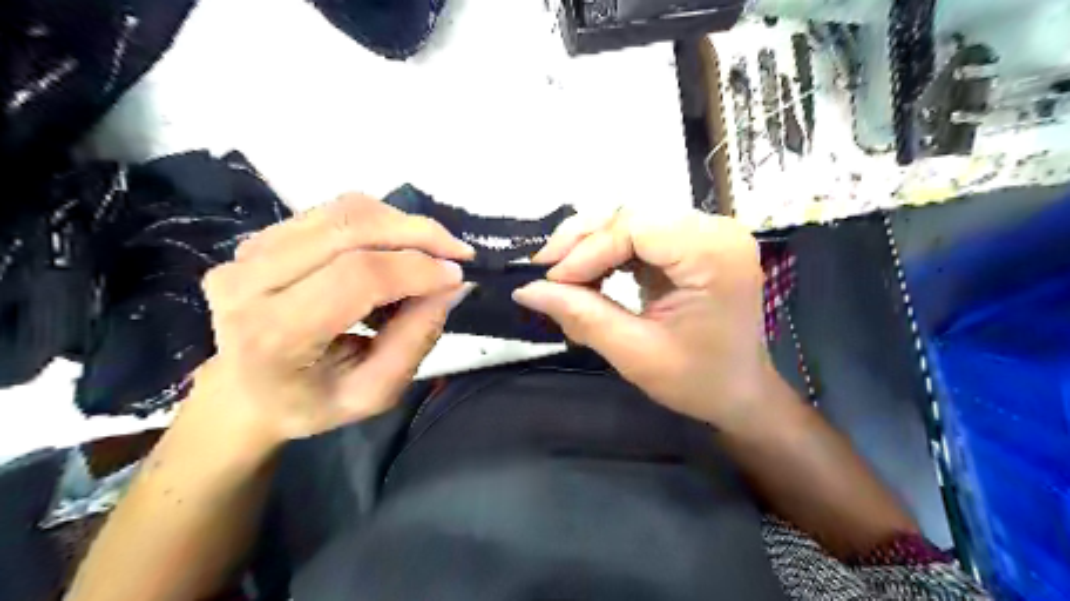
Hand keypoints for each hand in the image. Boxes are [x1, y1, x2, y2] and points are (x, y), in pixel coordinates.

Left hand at [184, 195, 470, 447]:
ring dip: (401, 224)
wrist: (241, 393)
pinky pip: (333, 213)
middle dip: (417, 233)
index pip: (357, 277)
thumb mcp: (372, 394)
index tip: (458, 275)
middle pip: (349, 228)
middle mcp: (250, 281)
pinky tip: (397, 249)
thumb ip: (414, 341)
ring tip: (432, 252)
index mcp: (274, 334)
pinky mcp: (261, 237)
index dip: (416, 269)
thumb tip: (452, 286)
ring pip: (344, 212)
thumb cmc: (309, 403)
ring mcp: (248, 252)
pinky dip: (379, 223)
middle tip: (458, 252)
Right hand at [515, 208, 774, 425]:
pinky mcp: (691, 243)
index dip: (586, 250)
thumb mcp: (636, 354)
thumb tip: (526, 290)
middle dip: (582, 242)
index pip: (636, 227)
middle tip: (545, 272)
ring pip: (630, 220)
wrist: (740, 393)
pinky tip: (588, 274)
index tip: (549, 282)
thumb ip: (582, 316)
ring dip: (590, 245)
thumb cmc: (699, 381)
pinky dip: (607, 253)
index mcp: (714, 254)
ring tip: (561, 276)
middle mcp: (714, 230)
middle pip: (632, 215)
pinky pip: (639, 235)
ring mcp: (705, 233)